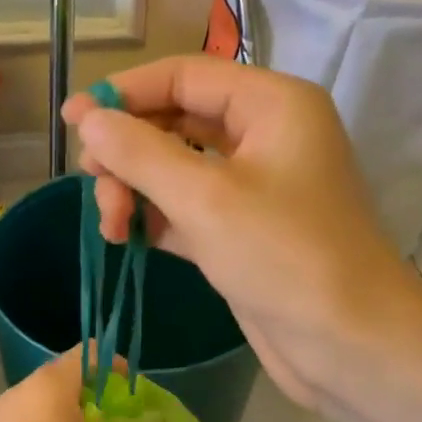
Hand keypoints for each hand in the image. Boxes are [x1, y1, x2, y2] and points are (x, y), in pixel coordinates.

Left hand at [0, 347, 173, 421]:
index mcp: (50, 386)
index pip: (88, 353)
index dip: (114, 367)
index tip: (131, 396)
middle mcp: (22, 389)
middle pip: (65, 374)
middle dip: (95, 394)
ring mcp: (0, 412)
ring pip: (44, 398)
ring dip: (71, 413)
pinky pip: (27, 418)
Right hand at [62, 55, 421, 408]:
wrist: (349, 345)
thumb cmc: (284, 257)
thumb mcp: (204, 199)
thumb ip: (139, 153)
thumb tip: (88, 119)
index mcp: (271, 105)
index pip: (183, 76)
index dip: (124, 93)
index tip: (71, 121)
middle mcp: (264, 135)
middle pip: (175, 120)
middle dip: (128, 150)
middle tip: (92, 183)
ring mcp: (253, 185)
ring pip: (175, 167)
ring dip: (135, 188)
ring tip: (111, 226)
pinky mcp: (241, 229)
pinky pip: (184, 206)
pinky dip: (153, 217)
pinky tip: (127, 238)